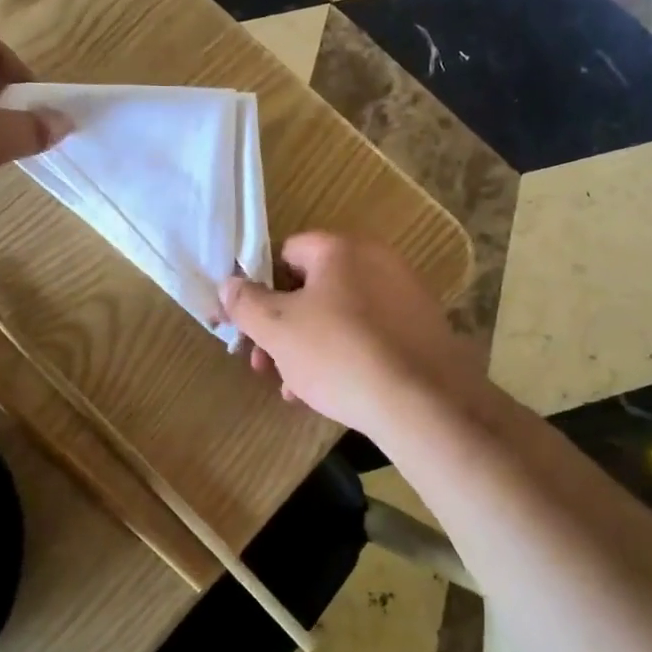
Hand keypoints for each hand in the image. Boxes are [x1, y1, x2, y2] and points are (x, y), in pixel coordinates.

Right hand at [218, 233, 491, 439]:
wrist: (423, 403)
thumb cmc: (340, 354)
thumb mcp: (278, 329)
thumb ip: (246, 303)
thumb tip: (228, 284)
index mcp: (341, 248)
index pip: (286, 252)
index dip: (261, 287)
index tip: (250, 325)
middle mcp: (377, 260)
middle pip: (312, 287)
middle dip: (282, 327)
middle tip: (265, 365)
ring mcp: (404, 294)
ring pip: (339, 315)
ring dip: (308, 347)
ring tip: (294, 388)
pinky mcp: (422, 328)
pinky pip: (369, 333)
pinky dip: (345, 355)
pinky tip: (329, 392)